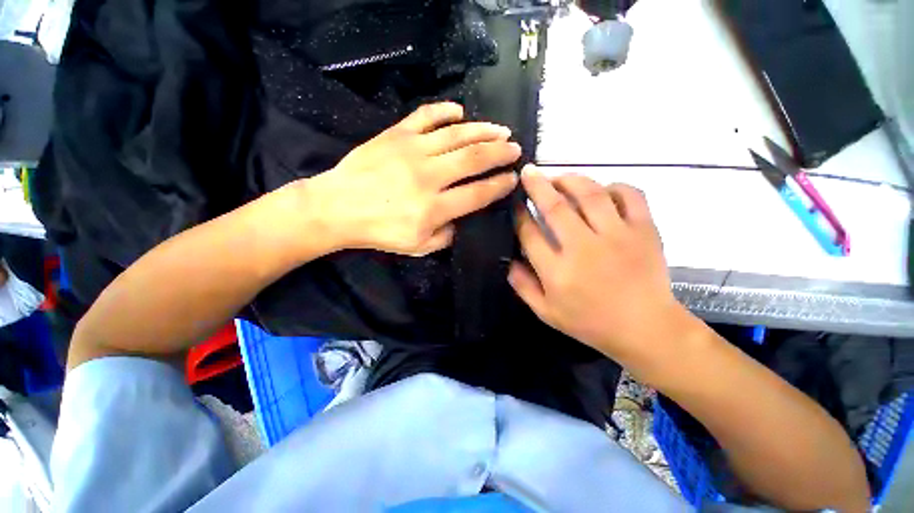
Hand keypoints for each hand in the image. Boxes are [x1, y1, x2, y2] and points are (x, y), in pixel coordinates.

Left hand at [308, 102, 520, 255]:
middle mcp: (428, 176)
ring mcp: (412, 150)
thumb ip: (446, 236)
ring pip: (457, 134)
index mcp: (434, 208)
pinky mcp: (395, 134)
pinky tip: (460, 112)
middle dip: (500, 153)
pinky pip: (426, 116)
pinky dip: (446, 110)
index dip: (500, 185)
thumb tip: (463, 219)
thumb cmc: (378, 231)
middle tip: (515, 149)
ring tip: (500, 130)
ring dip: (483, 130)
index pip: (478, 193)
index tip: (513, 178)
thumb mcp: (417, 246)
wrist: (338, 207)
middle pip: (474, 158)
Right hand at [508, 166, 691, 372]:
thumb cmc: (590, 323)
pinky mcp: (645, 230)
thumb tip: (508, 260)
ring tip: (558, 177)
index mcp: (558, 272)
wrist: (646, 329)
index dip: (519, 214)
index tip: (514, 202)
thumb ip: (523, 286)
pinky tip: (602, 190)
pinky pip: (630, 195)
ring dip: (570, 179)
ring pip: (590, 194)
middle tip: (528, 172)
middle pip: (555, 207)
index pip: (529, 234)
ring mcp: (618, 236)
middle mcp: (584, 249)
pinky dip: (615, 186)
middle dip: (537, 186)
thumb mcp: (546, 312)